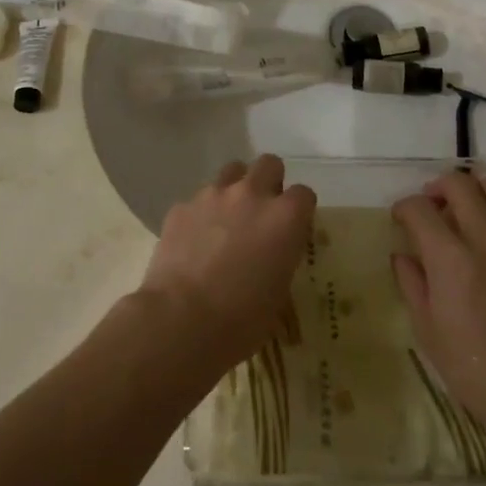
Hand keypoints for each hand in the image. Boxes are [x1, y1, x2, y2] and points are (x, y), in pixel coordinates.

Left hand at [139, 154, 315, 375]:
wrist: (181, 321)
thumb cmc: (241, 320)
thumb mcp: (279, 293)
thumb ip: (281, 258)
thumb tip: (273, 253)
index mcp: (285, 217)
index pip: (304, 194)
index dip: (299, 210)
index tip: (293, 227)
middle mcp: (252, 194)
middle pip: (269, 164)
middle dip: (269, 180)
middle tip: (262, 210)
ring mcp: (214, 195)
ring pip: (232, 171)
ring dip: (235, 188)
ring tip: (228, 218)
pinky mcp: (182, 206)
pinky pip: (198, 199)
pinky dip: (202, 213)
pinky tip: (195, 240)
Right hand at [392, 172, 485, 450]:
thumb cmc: (475, 370)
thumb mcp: (428, 331)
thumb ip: (412, 284)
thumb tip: (402, 255)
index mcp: (450, 259)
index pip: (420, 209)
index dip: (404, 208)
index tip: (401, 218)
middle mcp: (485, 238)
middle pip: (459, 184)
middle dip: (437, 188)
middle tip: (432, 206)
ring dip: (474, 192)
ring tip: (466, 212)